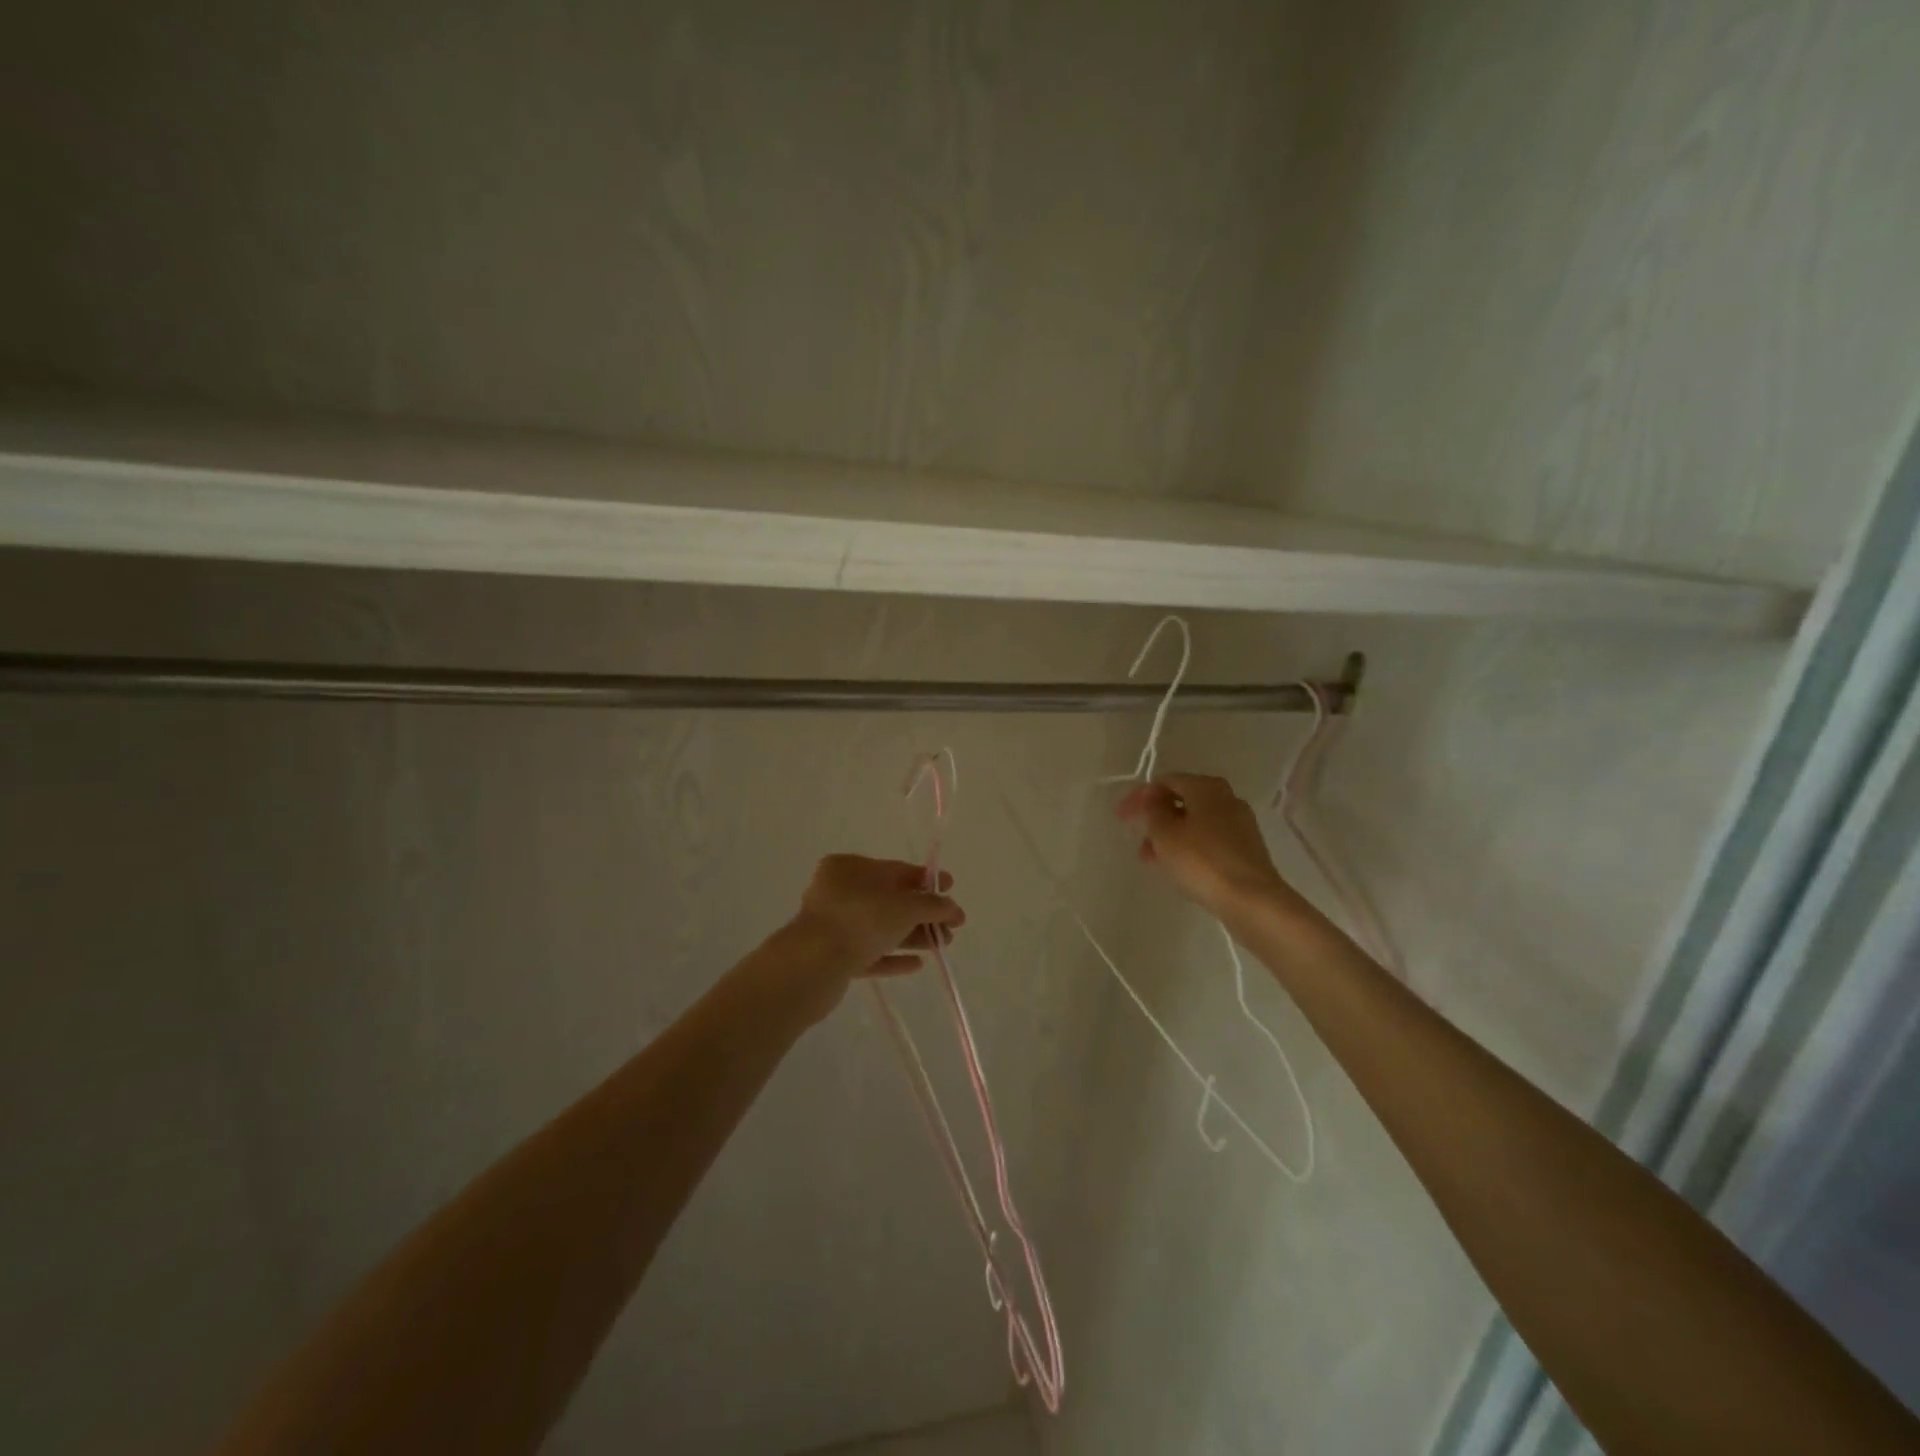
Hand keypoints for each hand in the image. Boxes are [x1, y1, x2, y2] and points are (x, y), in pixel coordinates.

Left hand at [792, 855, 966, 978]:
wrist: (812, 966)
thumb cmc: (861, 920)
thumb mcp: (905, 907)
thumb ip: (933, 906)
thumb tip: (952, 908)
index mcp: (849, 868)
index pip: (896, 870)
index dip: (927, 880)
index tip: (952, 888)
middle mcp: (838, 892)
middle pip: (890, 900)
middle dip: (923, 913)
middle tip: (952, 928)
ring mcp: (833, 926)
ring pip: (881, 928)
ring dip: (912, 935)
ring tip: (942, 945)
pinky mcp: (832, 957)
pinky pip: (869, 953)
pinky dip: (892, 956)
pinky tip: (917, 965)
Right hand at [1117, 773, 1300, 919]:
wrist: (1251, 900)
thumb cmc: (1202, 861)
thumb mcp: (1165, 833)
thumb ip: (1153, 809)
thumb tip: (1152, 795)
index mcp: (1206, 787)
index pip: (1165, 781)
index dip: (1139, 797)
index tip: (1121, 817)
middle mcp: (1227, 798)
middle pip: (1182, 800)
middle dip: (1155, 818)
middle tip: (1137, 837)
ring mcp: (1240, 824)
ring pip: (1195, 822)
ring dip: (1170, 835)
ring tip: (1152, 859)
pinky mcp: (1246, 848)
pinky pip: (1208, 840)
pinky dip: (1189, 847)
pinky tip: (1178, 867)